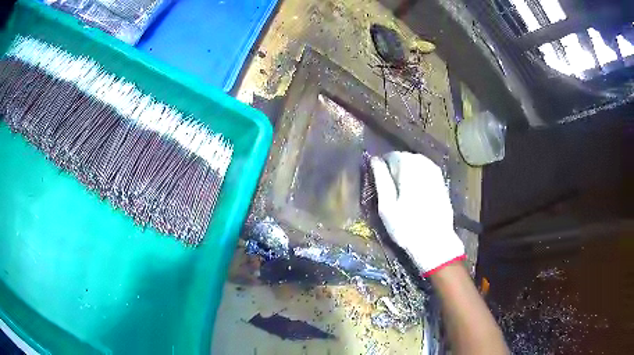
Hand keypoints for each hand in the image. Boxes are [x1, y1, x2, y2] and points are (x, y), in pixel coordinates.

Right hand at [370, 151, 464, 276]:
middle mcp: (423, 163)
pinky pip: (425, 171)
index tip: (380, 184)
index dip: (382, 167)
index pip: (390, 155)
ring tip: (403, 193)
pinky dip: (418, 178)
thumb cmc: (406, 226)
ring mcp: (435, 171)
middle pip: (404, 158)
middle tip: (391, 191)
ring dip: (407, 173)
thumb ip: (380, 179)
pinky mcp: (441, 180)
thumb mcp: (386, 205)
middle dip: (396, 169)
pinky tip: (416, 194)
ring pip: (415, 164)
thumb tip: (374, 159)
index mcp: (408, 166)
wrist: (436, 242)